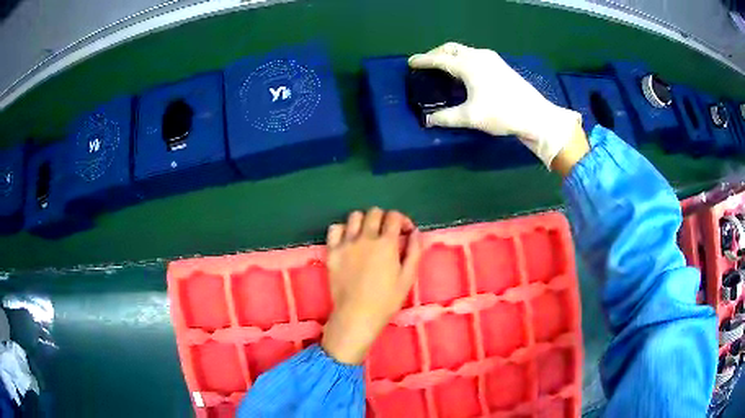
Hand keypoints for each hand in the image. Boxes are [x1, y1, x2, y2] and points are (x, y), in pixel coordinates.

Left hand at [321, 208, 422, 364]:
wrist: (357, 315)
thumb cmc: (387, 300)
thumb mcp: (408, 278)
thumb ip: (414, 252)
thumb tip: (416, 232)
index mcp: (386, 243)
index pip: (394, 216)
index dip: (402, 220)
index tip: (405, 232)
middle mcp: (365, 237)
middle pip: (374, 212)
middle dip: (385, 218)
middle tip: (387, 233)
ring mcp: (346, 243)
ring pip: (354, 216)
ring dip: (364, 221)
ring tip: (367, 235)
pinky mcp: (332, 251)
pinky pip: (335, 229)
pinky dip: (343, 229)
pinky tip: (348, 240)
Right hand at [408, 42, 585, 168]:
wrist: (536, 115)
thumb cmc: (502, 113)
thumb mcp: (471, 117)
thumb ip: (447, 117)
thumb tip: (428, 120)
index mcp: (468, 65)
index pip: (439, 59)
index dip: (423, 61)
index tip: (410, 63)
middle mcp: (478, 56)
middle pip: (451, 49)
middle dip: (436, 54)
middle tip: (426, 64)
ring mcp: (491, 59)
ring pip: (464, 51)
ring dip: (450, 55)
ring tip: (443, 68)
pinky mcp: (500, 65)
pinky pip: (474, 55)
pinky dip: (463, 59)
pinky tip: (465, 72)